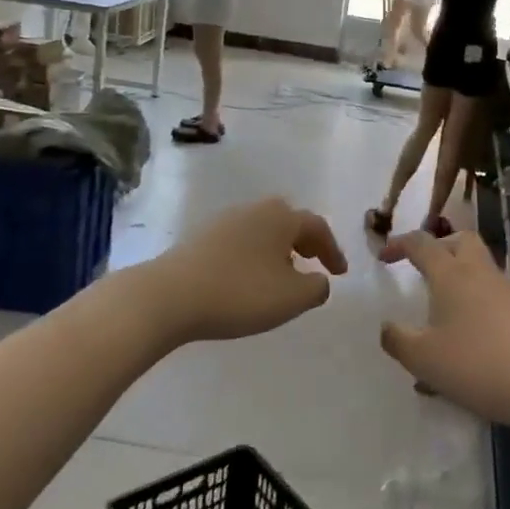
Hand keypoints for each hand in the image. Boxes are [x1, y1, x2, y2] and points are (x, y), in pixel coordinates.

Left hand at [144, 198, 347, 343]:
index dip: (332, 250)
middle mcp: (255, 210)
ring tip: (282, 275)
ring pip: (263, 230)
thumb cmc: (240, 293)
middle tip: (315, 263)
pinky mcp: (201, 238)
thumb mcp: (291, 298)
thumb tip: (320, 280)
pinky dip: (255, 255)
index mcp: (281, 217)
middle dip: (305, 241)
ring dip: (278, 249)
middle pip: (288, 221)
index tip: (340, 273)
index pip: (317, 227)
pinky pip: (241, 241)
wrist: (169, 295)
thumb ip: (317, 288)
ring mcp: (225, 221)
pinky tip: (249, 278)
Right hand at [379, 232, 509, 433]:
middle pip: (460, 240)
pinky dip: (475, 300)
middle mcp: (479, 272)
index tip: (383, 257)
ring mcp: (507, 290)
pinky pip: (492, 292)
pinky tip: (468, 335)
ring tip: (441, 307)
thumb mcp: (424, 359)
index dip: (399, 244)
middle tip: (422, 268)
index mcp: (451, 274)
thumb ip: (398, 341)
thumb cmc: (479, 364)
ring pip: (479, 265)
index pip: (421, 244)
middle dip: (438, 246)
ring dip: (458, 275)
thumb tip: (386, 326)